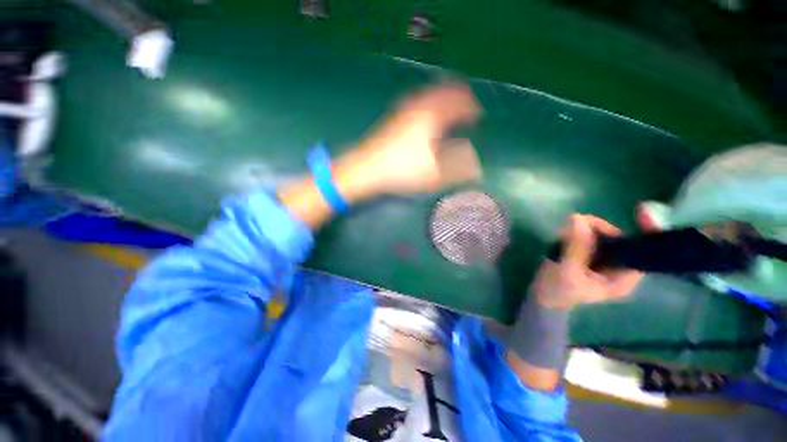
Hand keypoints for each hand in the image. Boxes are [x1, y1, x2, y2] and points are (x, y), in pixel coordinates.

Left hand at [334, 82, 481, 200]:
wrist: (368, 168)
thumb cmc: (403, 169)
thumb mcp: (434, 174)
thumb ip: (459, 169)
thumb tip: (478, 166)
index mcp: (434, 116)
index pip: (460, 103)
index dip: (472, 108)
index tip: (479, 116)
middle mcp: (420, 106)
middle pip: (445, 91)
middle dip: (459, 97)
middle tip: (467, 107)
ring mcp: (405, 109)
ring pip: (430, 94)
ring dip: (444, 97)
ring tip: (450, 108)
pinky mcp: (395, 117)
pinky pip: (418, 101)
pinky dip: (429, 102)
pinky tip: (426, 114)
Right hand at [531, 214, 643, 310]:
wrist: (541, 299)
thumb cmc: (556, 291)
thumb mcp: (567, 270)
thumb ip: (575, 246)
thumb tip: (578, 218)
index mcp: (621, 279)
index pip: (640, 253)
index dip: (643, 233)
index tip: (638, 213)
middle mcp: (617, 269)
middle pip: (619, 241)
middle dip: (600, 230)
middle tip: (577, 222)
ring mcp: (602, 262)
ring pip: (602, 238)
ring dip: (585, 230)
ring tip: (565, 232)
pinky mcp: (588, 257)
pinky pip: (589, 240)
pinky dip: (577, 234)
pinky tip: (564, 236)